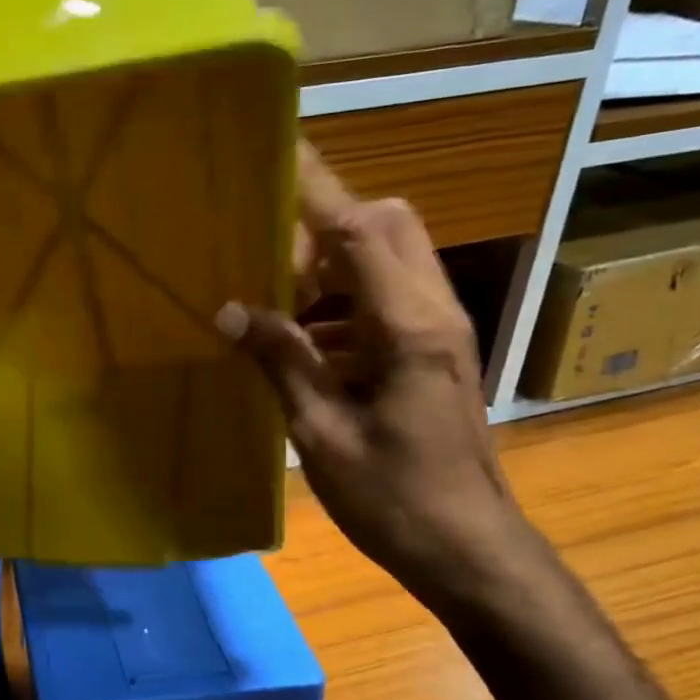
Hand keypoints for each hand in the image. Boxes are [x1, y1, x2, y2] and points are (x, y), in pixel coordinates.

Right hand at [218, 145, 532, 614]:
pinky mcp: (433, 353)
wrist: (469, 550)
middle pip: (387, 226)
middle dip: (325, 225)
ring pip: (388, 260)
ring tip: (274, 302)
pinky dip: (341, 303)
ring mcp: (439, 331)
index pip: (360, 228)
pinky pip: (385, 299)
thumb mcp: (322, 431)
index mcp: (406, 325)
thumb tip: (230, 311)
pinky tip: (300, 345)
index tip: (277, 150)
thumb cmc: (394, 497)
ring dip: (330, 267)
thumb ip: (281, 361)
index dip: (317, 187)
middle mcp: (432, 311)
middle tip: (268, 261)